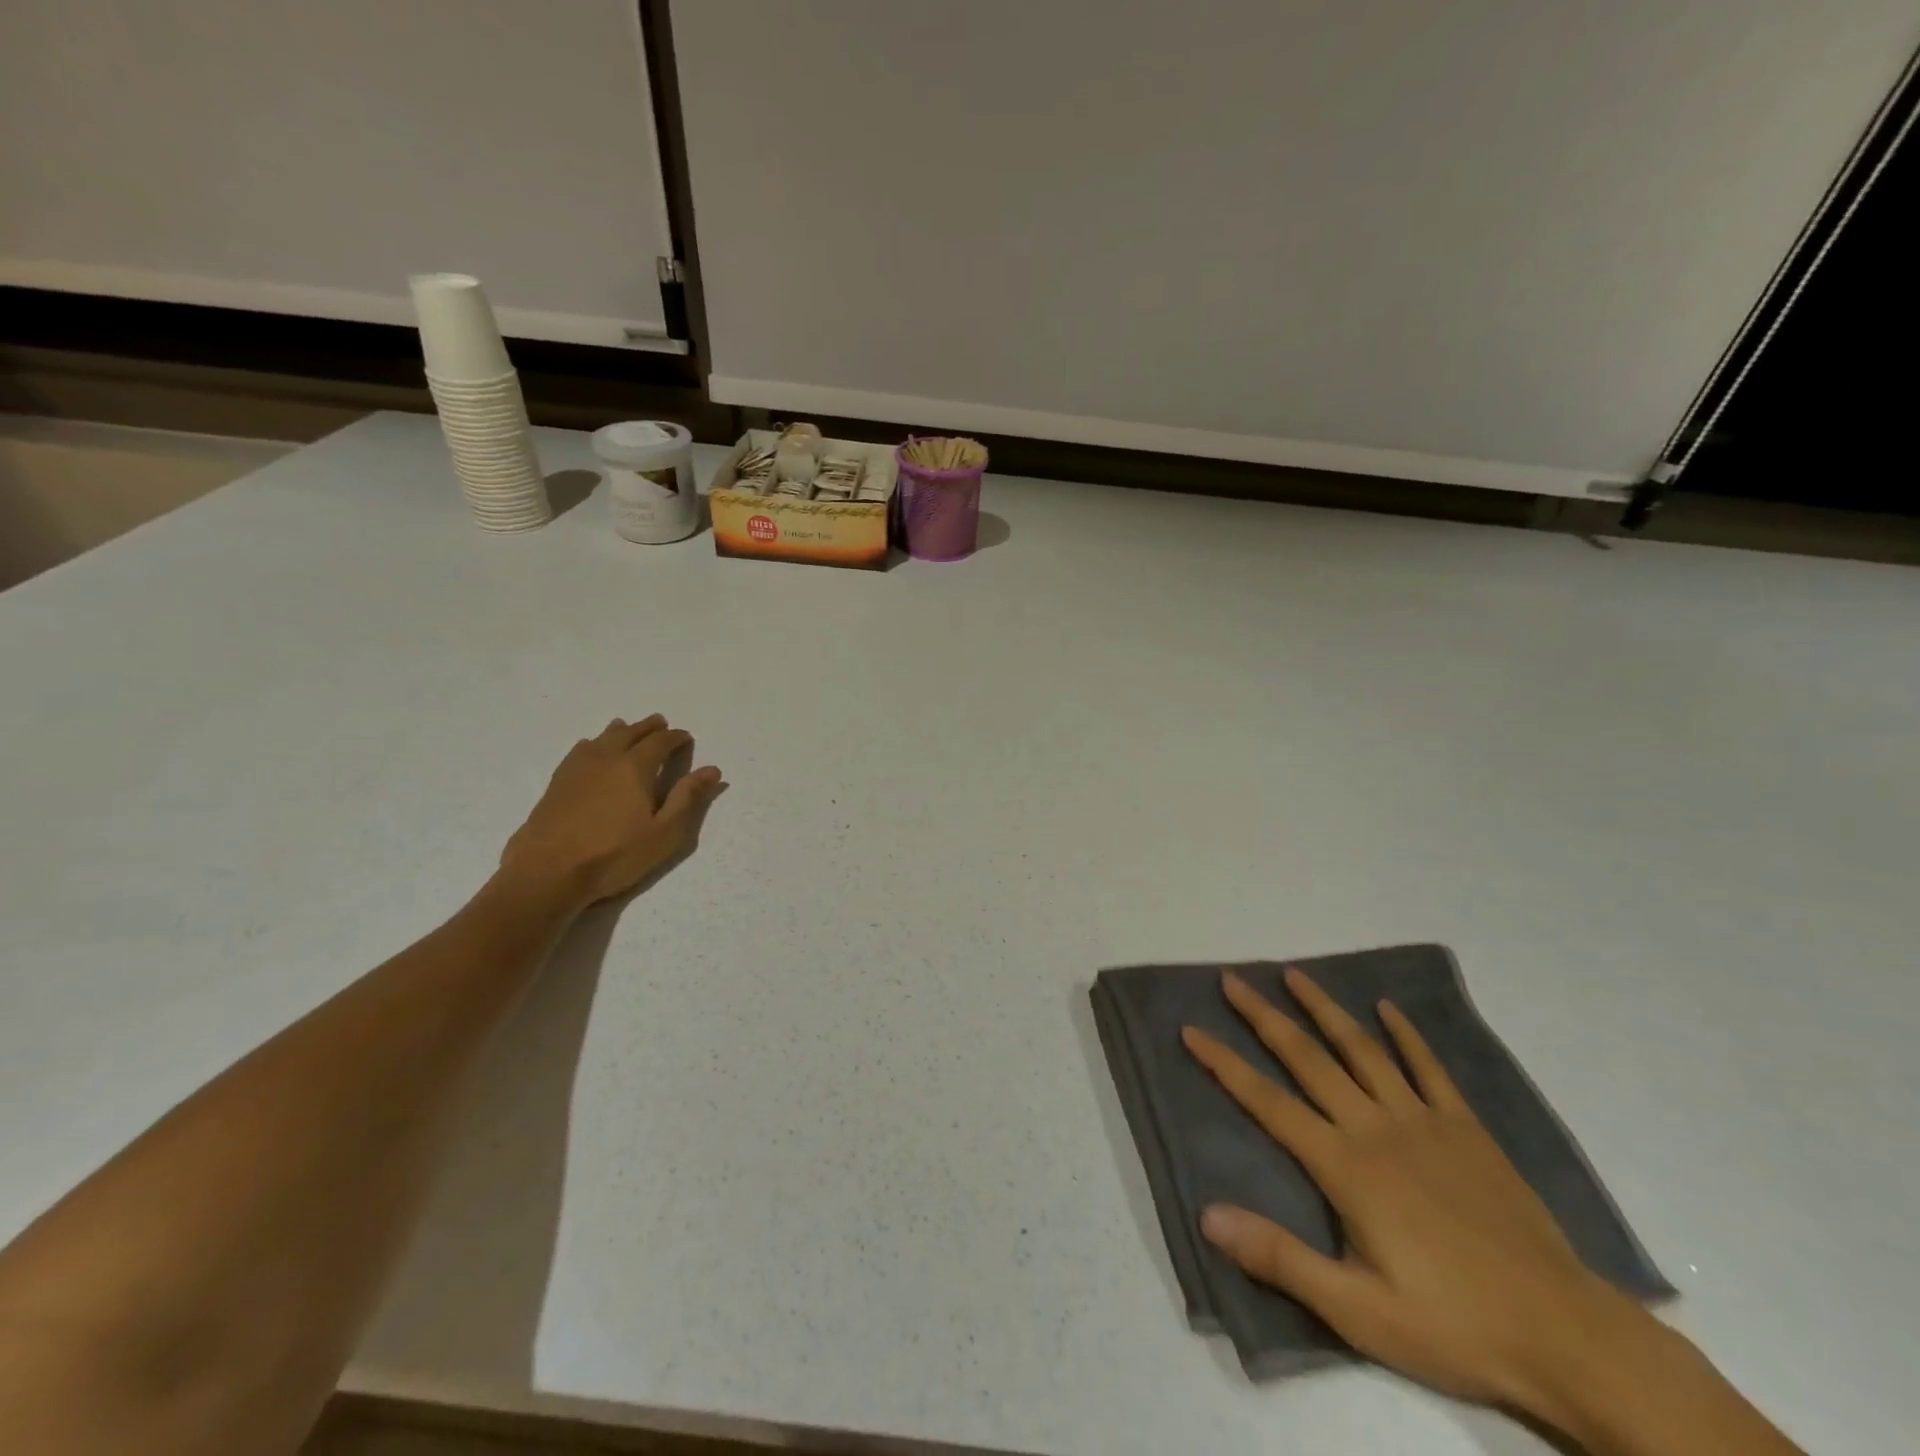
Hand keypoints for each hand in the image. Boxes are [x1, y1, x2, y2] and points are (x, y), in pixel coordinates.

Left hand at [498, 715, 724, 913]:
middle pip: (630, 732)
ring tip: (628, 729)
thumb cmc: (615, 855)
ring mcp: (577, 768)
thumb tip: (712, 770)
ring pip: (602, 738)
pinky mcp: (557, 782)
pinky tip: (591, 749)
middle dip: (649, 727)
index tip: (686, 738)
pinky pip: (580, 750)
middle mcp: (606, 759)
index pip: (660, 742)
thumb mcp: (664, 833)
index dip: (676, 737)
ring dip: (621, 730)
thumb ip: (688, 798)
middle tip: (661, 723)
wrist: (547, 873)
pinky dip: (594, 743)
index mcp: (635, 768)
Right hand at [1182, 968, 1645, 1412]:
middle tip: (1232, 980)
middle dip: (1264, 1016)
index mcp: (1345, 1166)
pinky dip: (1406, 1034)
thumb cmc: (1453, 1324)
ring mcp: (1423, 1121)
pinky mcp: (1465, 1128)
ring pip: (1362, 1049)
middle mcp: (1375, 1127)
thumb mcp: (1358, 1312)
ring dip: (1325, 1008)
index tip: (1191, 1029)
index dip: (1223, 1063)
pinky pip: (1430, 1068)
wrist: (1566, 1336)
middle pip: (1307, 1058)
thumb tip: (1208, 1215)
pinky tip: (1388, 1008)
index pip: (1267, 1102)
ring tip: (1294, 975)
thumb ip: (1281, 1259)